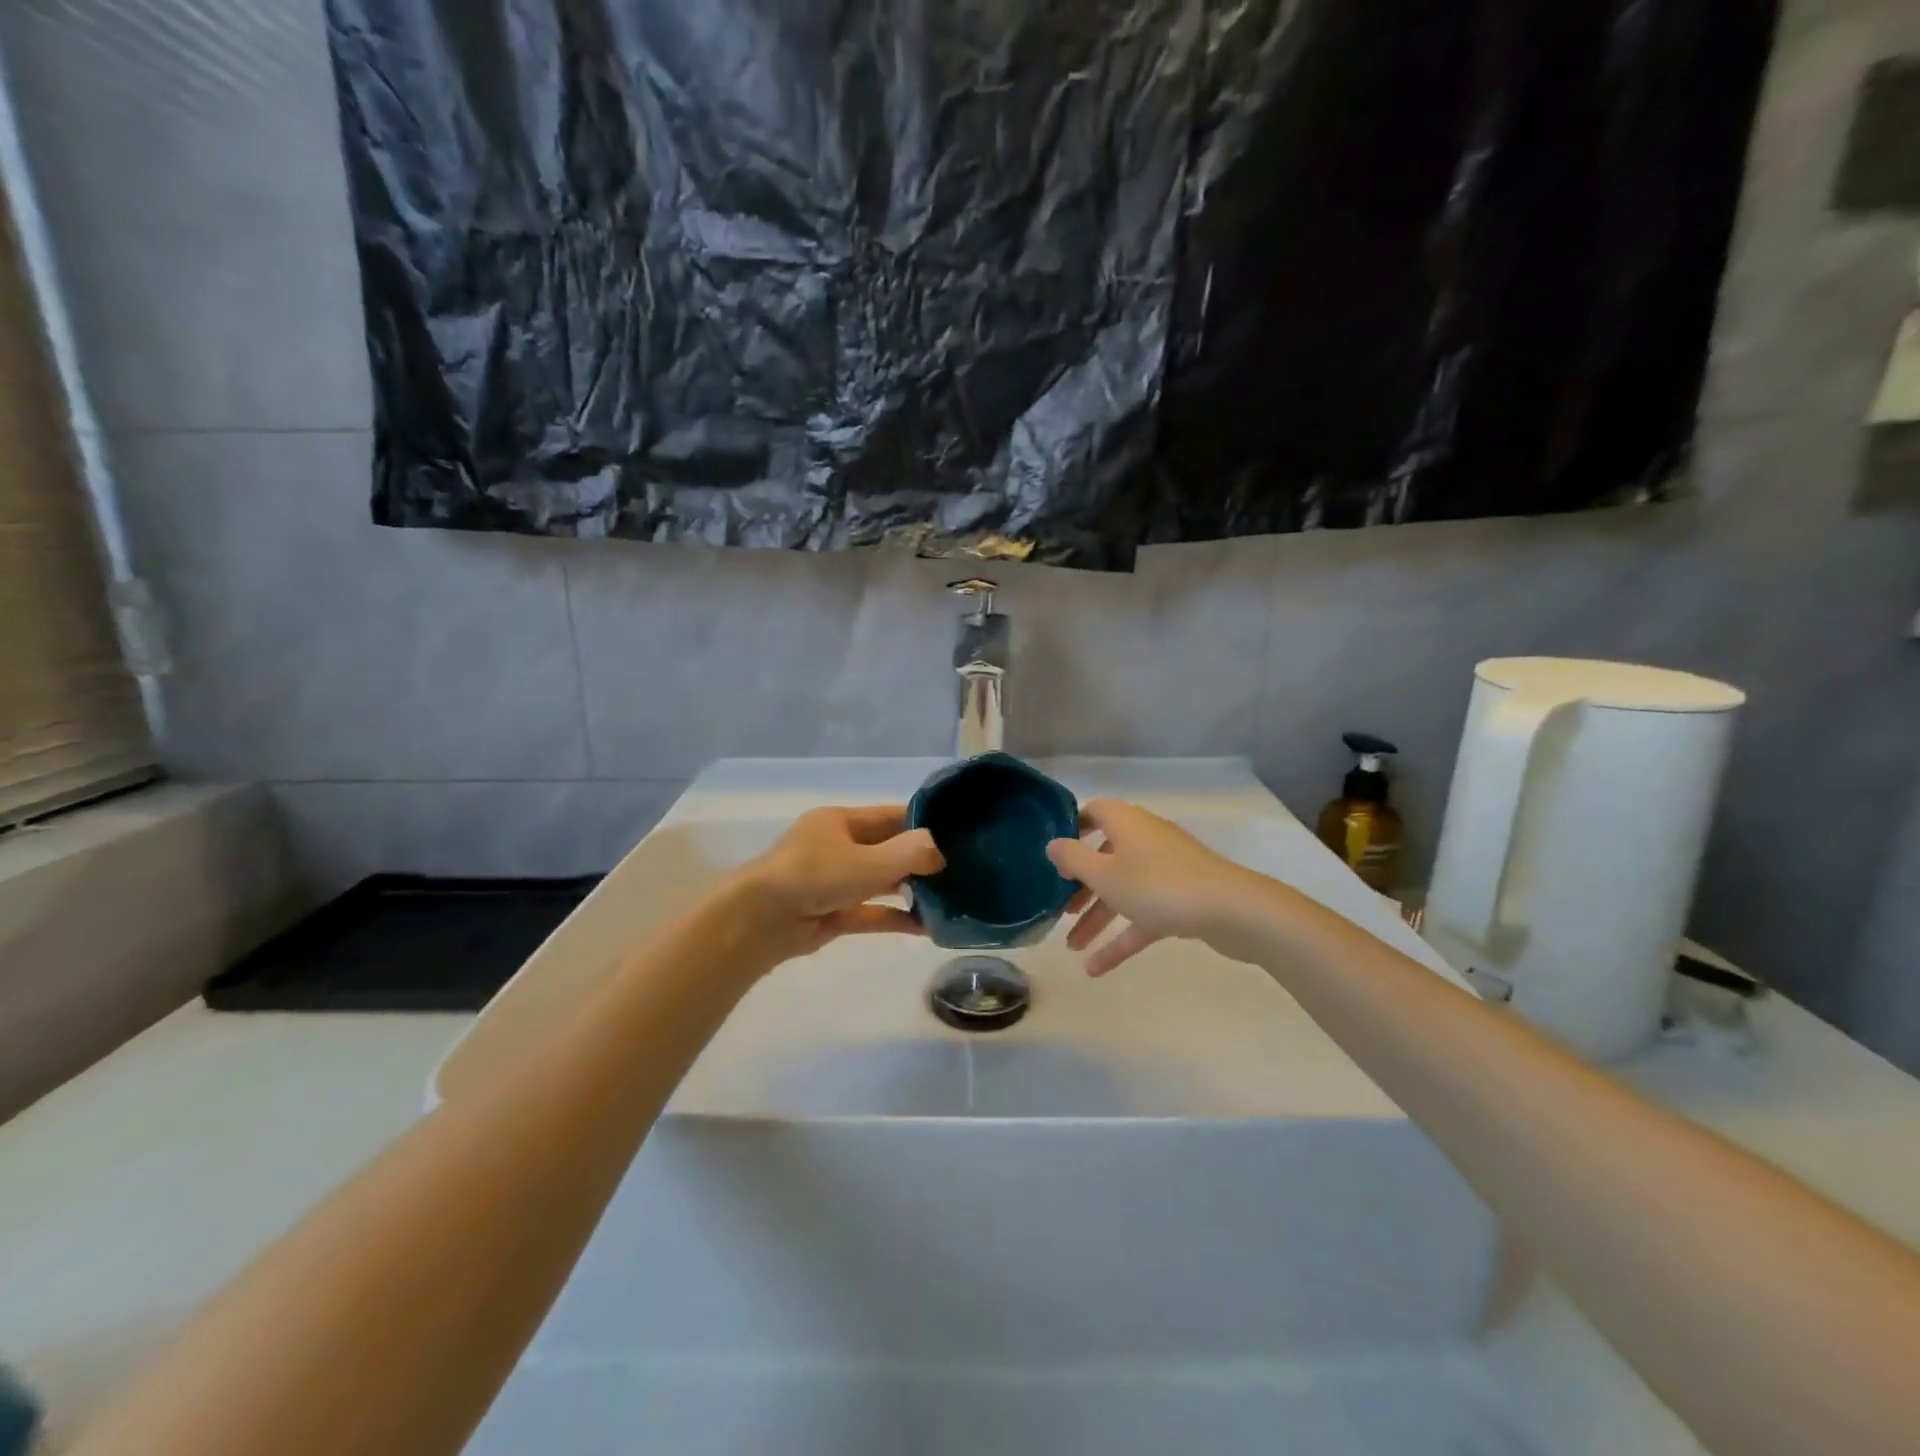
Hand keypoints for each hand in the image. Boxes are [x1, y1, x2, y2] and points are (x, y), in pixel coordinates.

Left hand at [734, 805, 945, 961]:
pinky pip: (872, 912)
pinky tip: (927, 927)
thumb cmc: (813, 876)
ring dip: (912, 891)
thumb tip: (940, 851)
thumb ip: (909, 854)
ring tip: (950, 899)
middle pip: (888, 849)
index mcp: (840, 821)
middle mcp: (838, 847)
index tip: (957, 835)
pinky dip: (896, 918)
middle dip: (921, 860)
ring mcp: (834, 882)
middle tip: (961, 871)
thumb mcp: (867, 861)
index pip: (890, 816)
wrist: (759, 921)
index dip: (922, 823)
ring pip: (881, 882)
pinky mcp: (833, 914)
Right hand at [1047, 798, 1254, 975]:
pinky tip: (1096, 969)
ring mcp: (1165, 871)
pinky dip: (1121, 938)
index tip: (1054, 854)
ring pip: (1123, 890)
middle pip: (1105, 856)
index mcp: (1126, 823)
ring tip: (1072, 948)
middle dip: (1081, 885)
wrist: (1230, 911)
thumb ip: (1073, 858)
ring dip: (1097, 917)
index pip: (1094, 812)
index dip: (1072, 828)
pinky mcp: (1181, 900)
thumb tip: (1053, 844)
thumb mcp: (1104, 874)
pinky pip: (1142, 916)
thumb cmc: (1157, 885)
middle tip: (1060, 908)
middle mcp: (1144, 840)